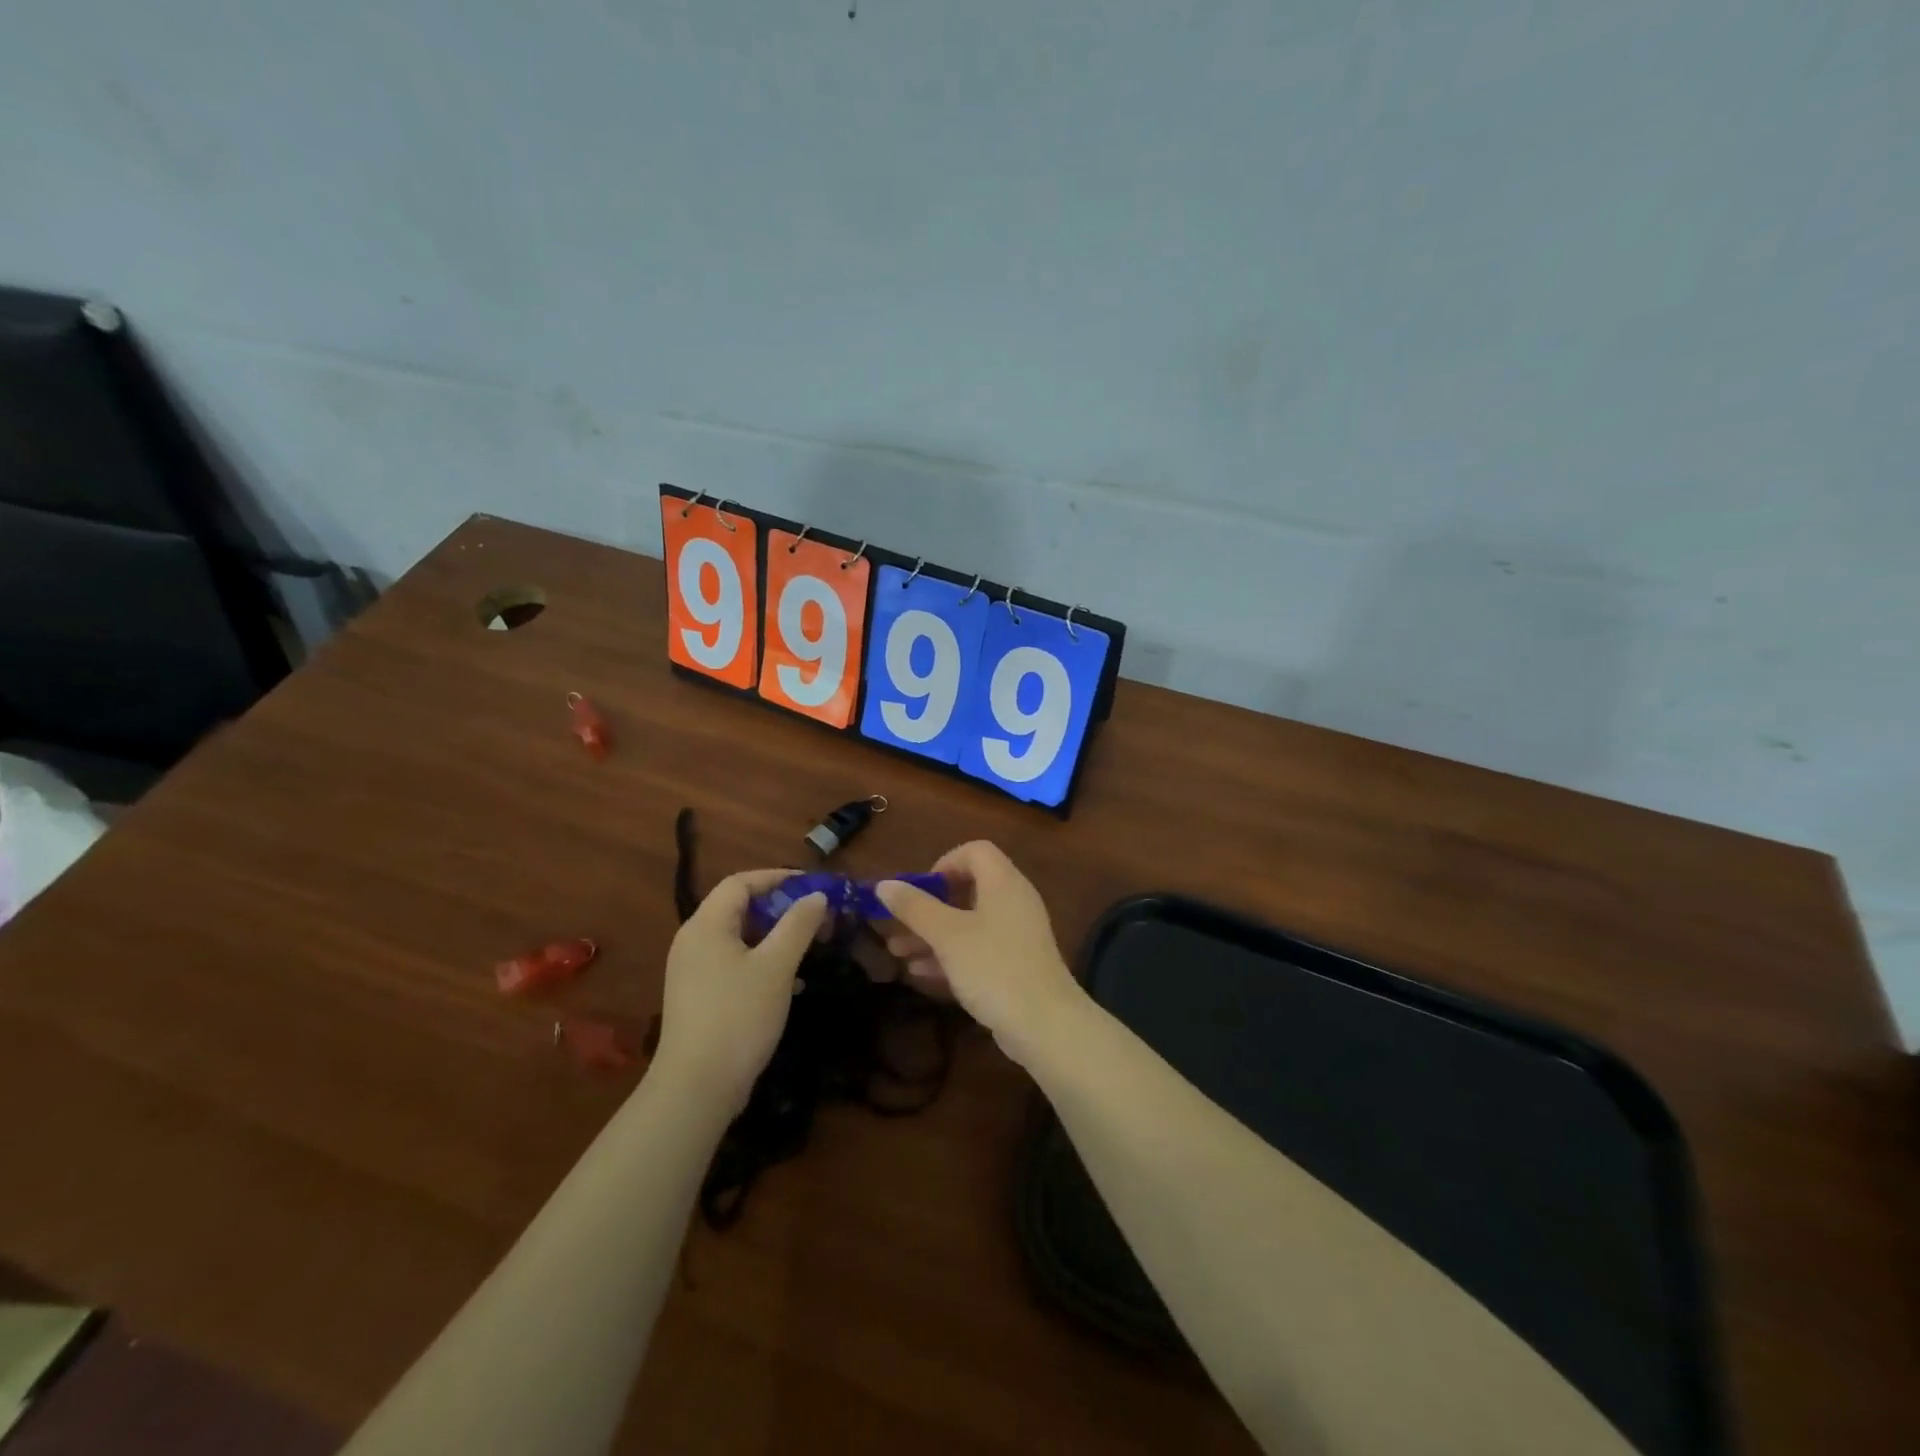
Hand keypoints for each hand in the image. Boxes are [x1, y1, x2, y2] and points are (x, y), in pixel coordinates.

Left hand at [653, 870, 826, 1111]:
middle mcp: (693, 941)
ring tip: (807, 945)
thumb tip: (816, 895)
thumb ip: (798, 925)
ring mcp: (692, 970)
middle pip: (738, 908)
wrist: (697, 1087)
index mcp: (706, 925)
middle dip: (779, 907)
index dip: (777, 878)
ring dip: (773, 935)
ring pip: (738, 937)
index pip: (740, 883)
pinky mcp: (698, 997)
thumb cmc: (738, 1016)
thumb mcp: (776, 966)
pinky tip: (787, 981)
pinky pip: (732, 962)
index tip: (812, 886)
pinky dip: (760, 960)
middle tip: (815, 917)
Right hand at [875, 842, 1084, 1066]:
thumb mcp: (948, 936)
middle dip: (930, 904)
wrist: (1045, 1025)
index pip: (976, 851)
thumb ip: (915, 908)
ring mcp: (1016, 935)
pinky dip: (950, 954)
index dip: (945, 862)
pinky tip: (919, 972)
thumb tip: (884, 884)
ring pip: (969, 922)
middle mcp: (1014, 901)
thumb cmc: (994, 967)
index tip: (921, 889)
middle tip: (902, 920)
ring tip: (896, 950)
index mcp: (1003, 883)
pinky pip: (978, 948)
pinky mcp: (1015, 964)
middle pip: (969, 888)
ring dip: (933, 933)